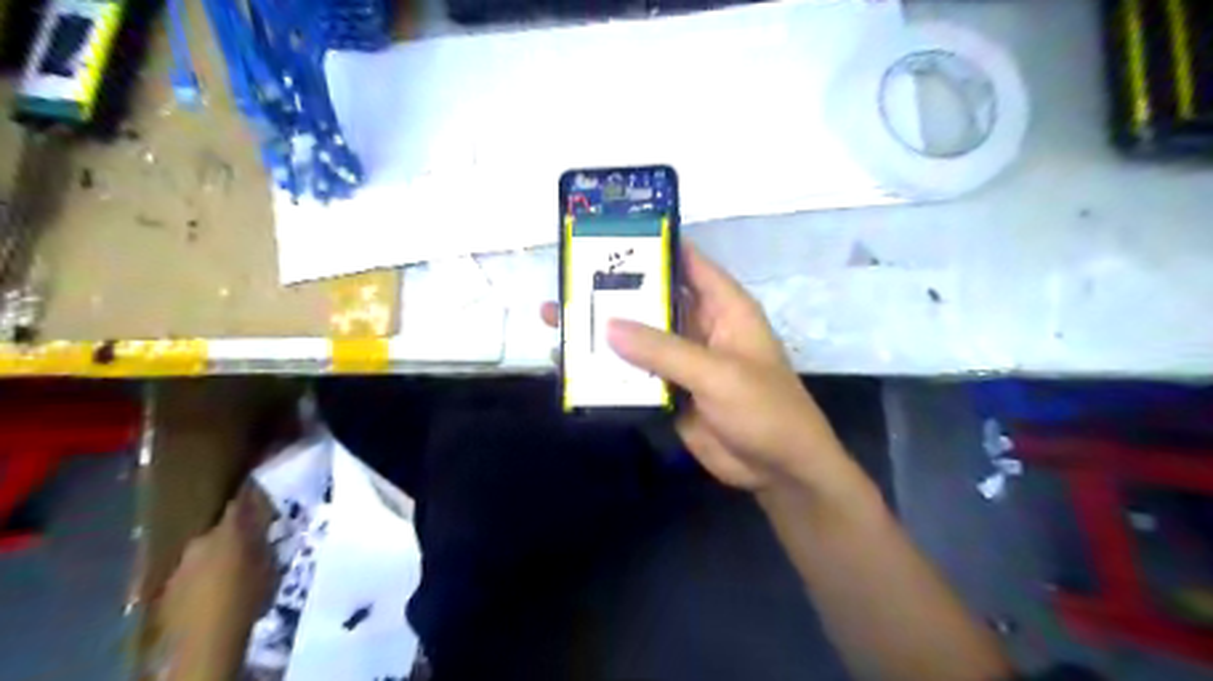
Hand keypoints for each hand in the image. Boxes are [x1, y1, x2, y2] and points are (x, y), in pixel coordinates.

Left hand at [154, 485, 272, 680]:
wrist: (205, 641)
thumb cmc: (248, 597)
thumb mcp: (270, 565)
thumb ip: (265, 541)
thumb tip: (266, 524)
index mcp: (227, 531)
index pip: (241, 501)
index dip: (253, 494)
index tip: (264, 487)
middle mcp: (200, 541)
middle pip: (221, 528)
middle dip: (235, 531)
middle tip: (254, 539)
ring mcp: (179, 566)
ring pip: (205, 551)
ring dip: (218, 554)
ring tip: (235, 567)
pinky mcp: (167, 590)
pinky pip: (192, 572)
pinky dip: (204, 574)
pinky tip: (215, 587)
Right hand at [546, 241, 844, 492]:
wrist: (777, 469)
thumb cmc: (764, 409)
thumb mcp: (718, 373)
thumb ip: (664, 350)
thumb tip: (608, 325)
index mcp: (724, 308)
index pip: (688, 263)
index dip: (654, 246)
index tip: (609, 236)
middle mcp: (700, 327)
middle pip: (654, 300)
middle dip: (614, 290)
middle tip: (568, 278)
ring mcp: (683, 360)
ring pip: (638, 338)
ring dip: (603, 331)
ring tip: (557, 318)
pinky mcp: (669, 390)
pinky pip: (635, 373)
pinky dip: (608, 369)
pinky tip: (572, 364)